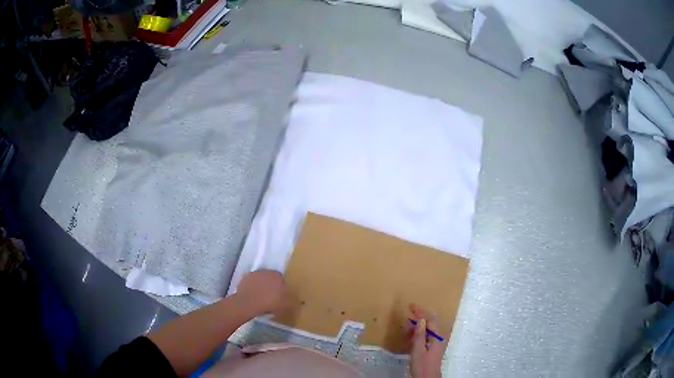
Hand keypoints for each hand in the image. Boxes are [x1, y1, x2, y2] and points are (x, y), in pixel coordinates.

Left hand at [236, 270, 289, 314]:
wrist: (248, 302)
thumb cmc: (269, 303)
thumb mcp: (285, 305)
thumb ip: (291, 301)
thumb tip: (296, 301)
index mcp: (278, 275)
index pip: (282, 279)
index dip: (281, 288)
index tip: (280, 296)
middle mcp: (266, 271)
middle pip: (271, 278)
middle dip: (271, 285)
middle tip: (271, 297)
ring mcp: (254, 274)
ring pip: (260, 280)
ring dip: (261, 286)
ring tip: (261, 297)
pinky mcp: (244, 278)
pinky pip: (251, 283)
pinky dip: (253, 288)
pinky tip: (253, 297)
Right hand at [409, 304, 446, 377]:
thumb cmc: (422, 365)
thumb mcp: (418, 350)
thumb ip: (419, 335)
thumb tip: (420, 320)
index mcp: (436, 337)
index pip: (430, 319)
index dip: (421, 312)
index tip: (411, 306)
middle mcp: (437, 338)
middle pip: (429, 323)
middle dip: (418, 319)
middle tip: (406, 322)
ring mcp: (434, 343)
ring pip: (426, 330)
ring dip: (416, 328)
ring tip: (405, 332)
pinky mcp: (431, 348)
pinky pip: (424, 337)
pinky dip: (417, 335)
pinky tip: (409, 340)